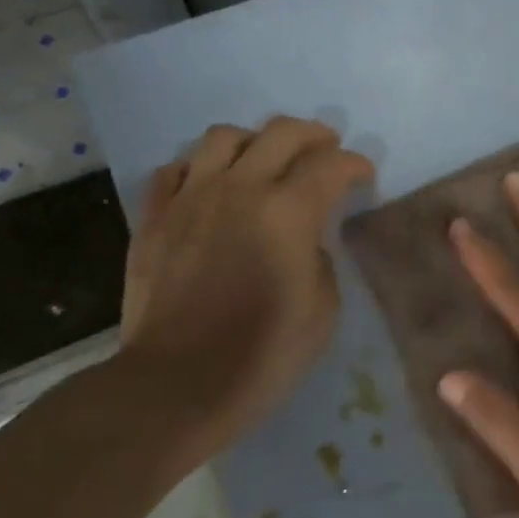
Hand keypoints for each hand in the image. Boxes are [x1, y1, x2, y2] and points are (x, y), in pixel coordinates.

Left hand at [116, 117, 373, 452]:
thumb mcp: (323, 307)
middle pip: (282, 132)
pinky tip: (210, 187)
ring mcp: (191, 198)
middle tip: (326, 151)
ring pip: (223, 137)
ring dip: (254, 141)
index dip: (356, 165)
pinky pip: (174, 169)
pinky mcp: (154, 218)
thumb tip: (303, 239)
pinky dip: (199, 169)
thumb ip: (319, 256)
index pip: (333, 164)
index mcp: (289, 211)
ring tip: (264, 161)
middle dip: (314, 135)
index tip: (364, 176)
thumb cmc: (263, 352)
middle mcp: (240, 188)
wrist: (177, 385)